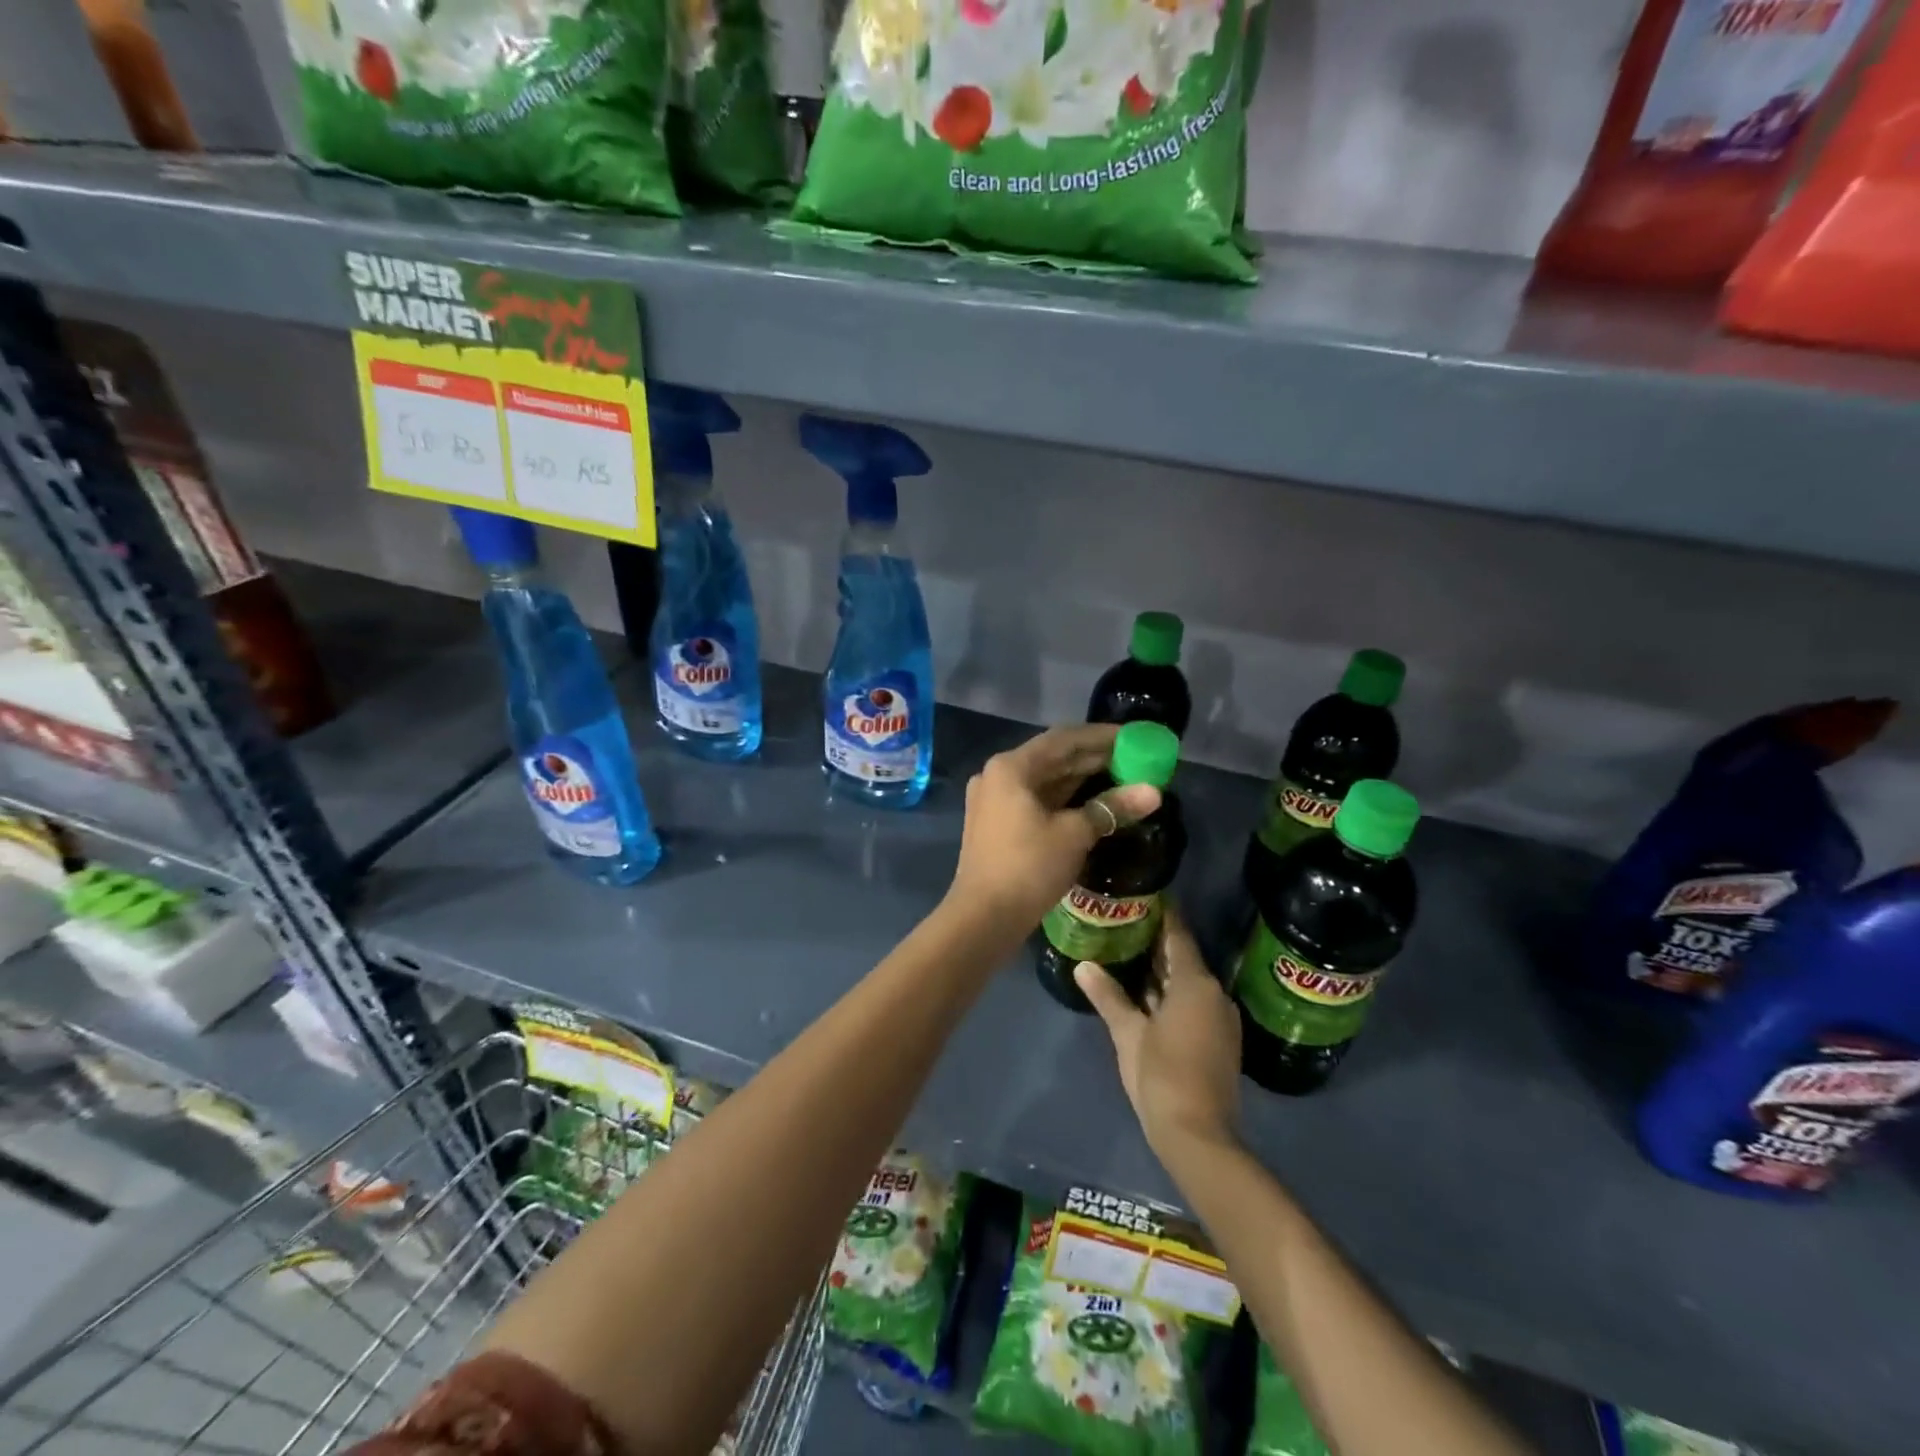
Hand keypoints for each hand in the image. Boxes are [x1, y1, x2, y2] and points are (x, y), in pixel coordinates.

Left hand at [945, 723, 1160, 937]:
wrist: (983, 918)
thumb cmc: (1028, 867)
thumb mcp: (1074, 834)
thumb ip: (1111, 807)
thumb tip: (1153, 792)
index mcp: (1011, 767)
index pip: (1063, 739)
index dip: (1101, 736)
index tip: (1133, 737)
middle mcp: (997, 775)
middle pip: (1053, 758)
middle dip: (1094, 759)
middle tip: (1135, 759)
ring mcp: (994, 800)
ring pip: (1045, 781)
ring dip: (1081, 779)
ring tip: (1122, 779)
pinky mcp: (997, 823)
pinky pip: (1036, 800)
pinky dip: (1065, 799)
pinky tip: (1094, 804)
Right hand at [1076, 905, 1241, 1157]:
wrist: (1198, 1136)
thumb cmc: (1161, 1075)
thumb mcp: (1128, 1033)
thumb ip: (1107, 996)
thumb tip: (1082, 965)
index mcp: (1195, 984)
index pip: (1178, 936)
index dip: (1164, 914)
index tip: (1145, 894)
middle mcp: (1214, 994)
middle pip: (1184, 958)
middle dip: (1158, 943)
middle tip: (1126, 922)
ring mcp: (1221, 1019)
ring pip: (1189, 983)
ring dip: (1164, 971)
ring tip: (1130, 953)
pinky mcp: (1220, 1040)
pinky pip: (1195, 1003)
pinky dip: (1173, 993)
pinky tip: (1147, 994)